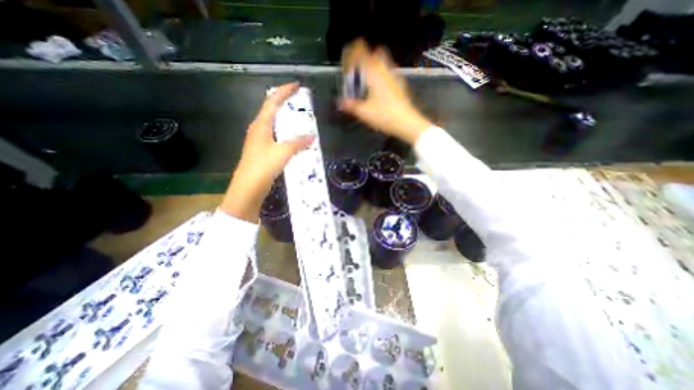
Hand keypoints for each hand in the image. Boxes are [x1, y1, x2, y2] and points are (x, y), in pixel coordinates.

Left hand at [220, 82, 313, 222]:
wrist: (248, 188)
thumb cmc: (263, 166)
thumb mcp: (282, 152)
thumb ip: (298, 143)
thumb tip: (312, 136)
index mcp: (261, 125)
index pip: (272, 102)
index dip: (284, 92)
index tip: (296, 85)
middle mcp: (258, 129)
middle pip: (272, 110)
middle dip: (285, 103)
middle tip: (300, 102)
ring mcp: (259, 140)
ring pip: (274, 124)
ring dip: (286, 120)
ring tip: (299, 118)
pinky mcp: (263, 151)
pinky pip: (276, 136)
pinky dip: (286, 133)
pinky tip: (294, 139)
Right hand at [338, 38, 431, 144]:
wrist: (406, 122)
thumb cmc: (384, 115)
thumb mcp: (363, 112)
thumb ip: (350, 105)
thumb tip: (340, 102)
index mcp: (373, 71)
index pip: (361, 50)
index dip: (351, 52)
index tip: (346, 62)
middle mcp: (385, 69)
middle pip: (374, 52)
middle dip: (364, 57)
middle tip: (357, 71)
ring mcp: (394, 75)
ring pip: (383, 61)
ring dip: (373, 66)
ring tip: (366, 80)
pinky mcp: (399, 83)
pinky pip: (388, 71)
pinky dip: (380, 74)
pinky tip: (377, 89)